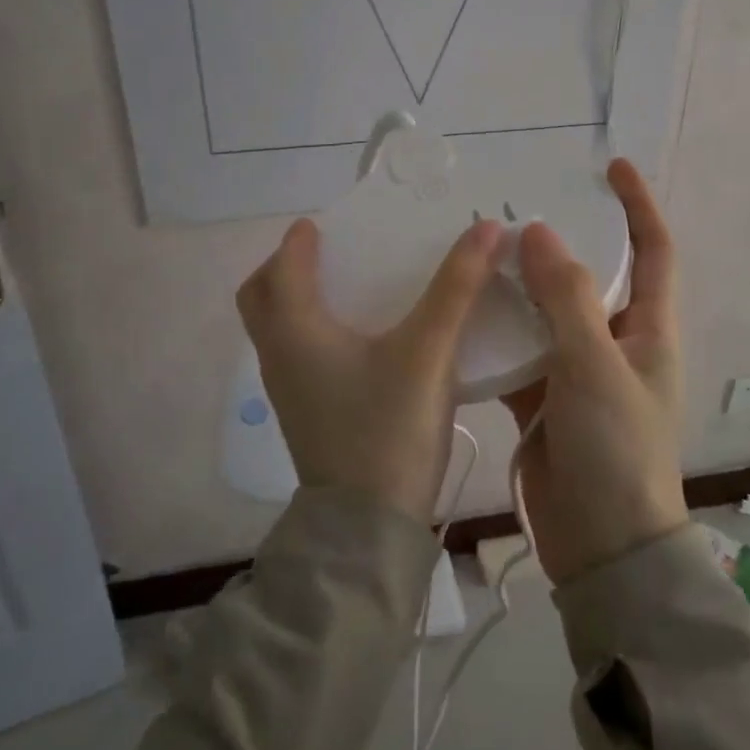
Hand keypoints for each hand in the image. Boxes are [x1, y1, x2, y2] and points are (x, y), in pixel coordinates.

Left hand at [237, 216, 506, 523]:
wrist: (368, 526)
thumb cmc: (389, 428)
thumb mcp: (428, 351)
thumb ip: (458, 287)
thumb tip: (489, 228)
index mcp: (295, 330)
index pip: (284, 267)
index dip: (301, 241)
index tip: (325, 224)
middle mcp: (280, 356)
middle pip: (261, 298)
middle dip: (284, 269)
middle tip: (327, 255)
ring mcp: (288, 391)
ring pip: (276, 330)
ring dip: (296, 301)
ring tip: (346, 289)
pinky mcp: (305, 415)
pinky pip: (295, 355)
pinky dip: (312, 332)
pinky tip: (359, 341)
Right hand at [502, 158, 686, 582]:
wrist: (602, 546)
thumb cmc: (616, 451)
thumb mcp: (596, 367)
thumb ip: (567, 299)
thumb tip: (540, 233)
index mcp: (648, 331)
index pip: (654, 251)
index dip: (638, 205)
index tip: (611, 166)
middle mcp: (615, 345)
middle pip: (589, 278)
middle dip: (559, 244)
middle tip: (512, 213)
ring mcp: (576, 373)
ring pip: (546, 315)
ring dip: (519, 288)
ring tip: (477, 254)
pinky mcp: (541, 401)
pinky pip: (517, 353)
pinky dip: (495, 335)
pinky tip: (460, 314)